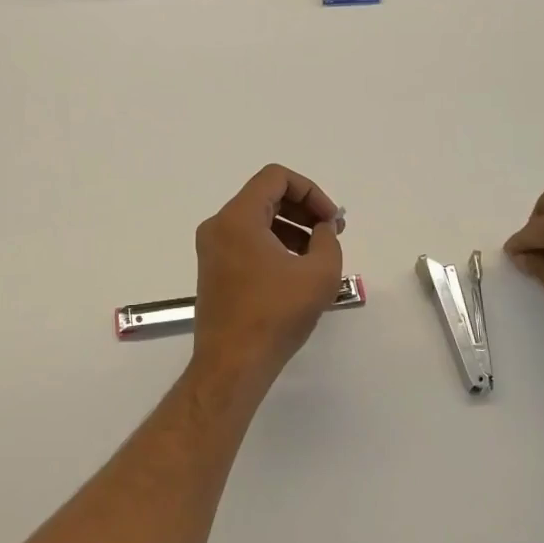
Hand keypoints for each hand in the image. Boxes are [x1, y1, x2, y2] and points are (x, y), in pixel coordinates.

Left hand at [191, 164, 343, 392]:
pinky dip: (273, 245)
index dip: (310, 191)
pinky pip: (247, 242)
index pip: (276, 178)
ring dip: (291, 228)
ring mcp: (212, 249)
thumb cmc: (275, 315)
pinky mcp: (213, 270)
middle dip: (303, 209)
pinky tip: (296, 271)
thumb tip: (323, 230)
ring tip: (317, 255)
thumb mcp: (319, 274)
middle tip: (332, 232)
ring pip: (256, 220)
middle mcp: (218, 225)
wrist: (232, 365)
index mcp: (238, 217)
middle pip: (265, 196)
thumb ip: (328, 240)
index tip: (331, 220)